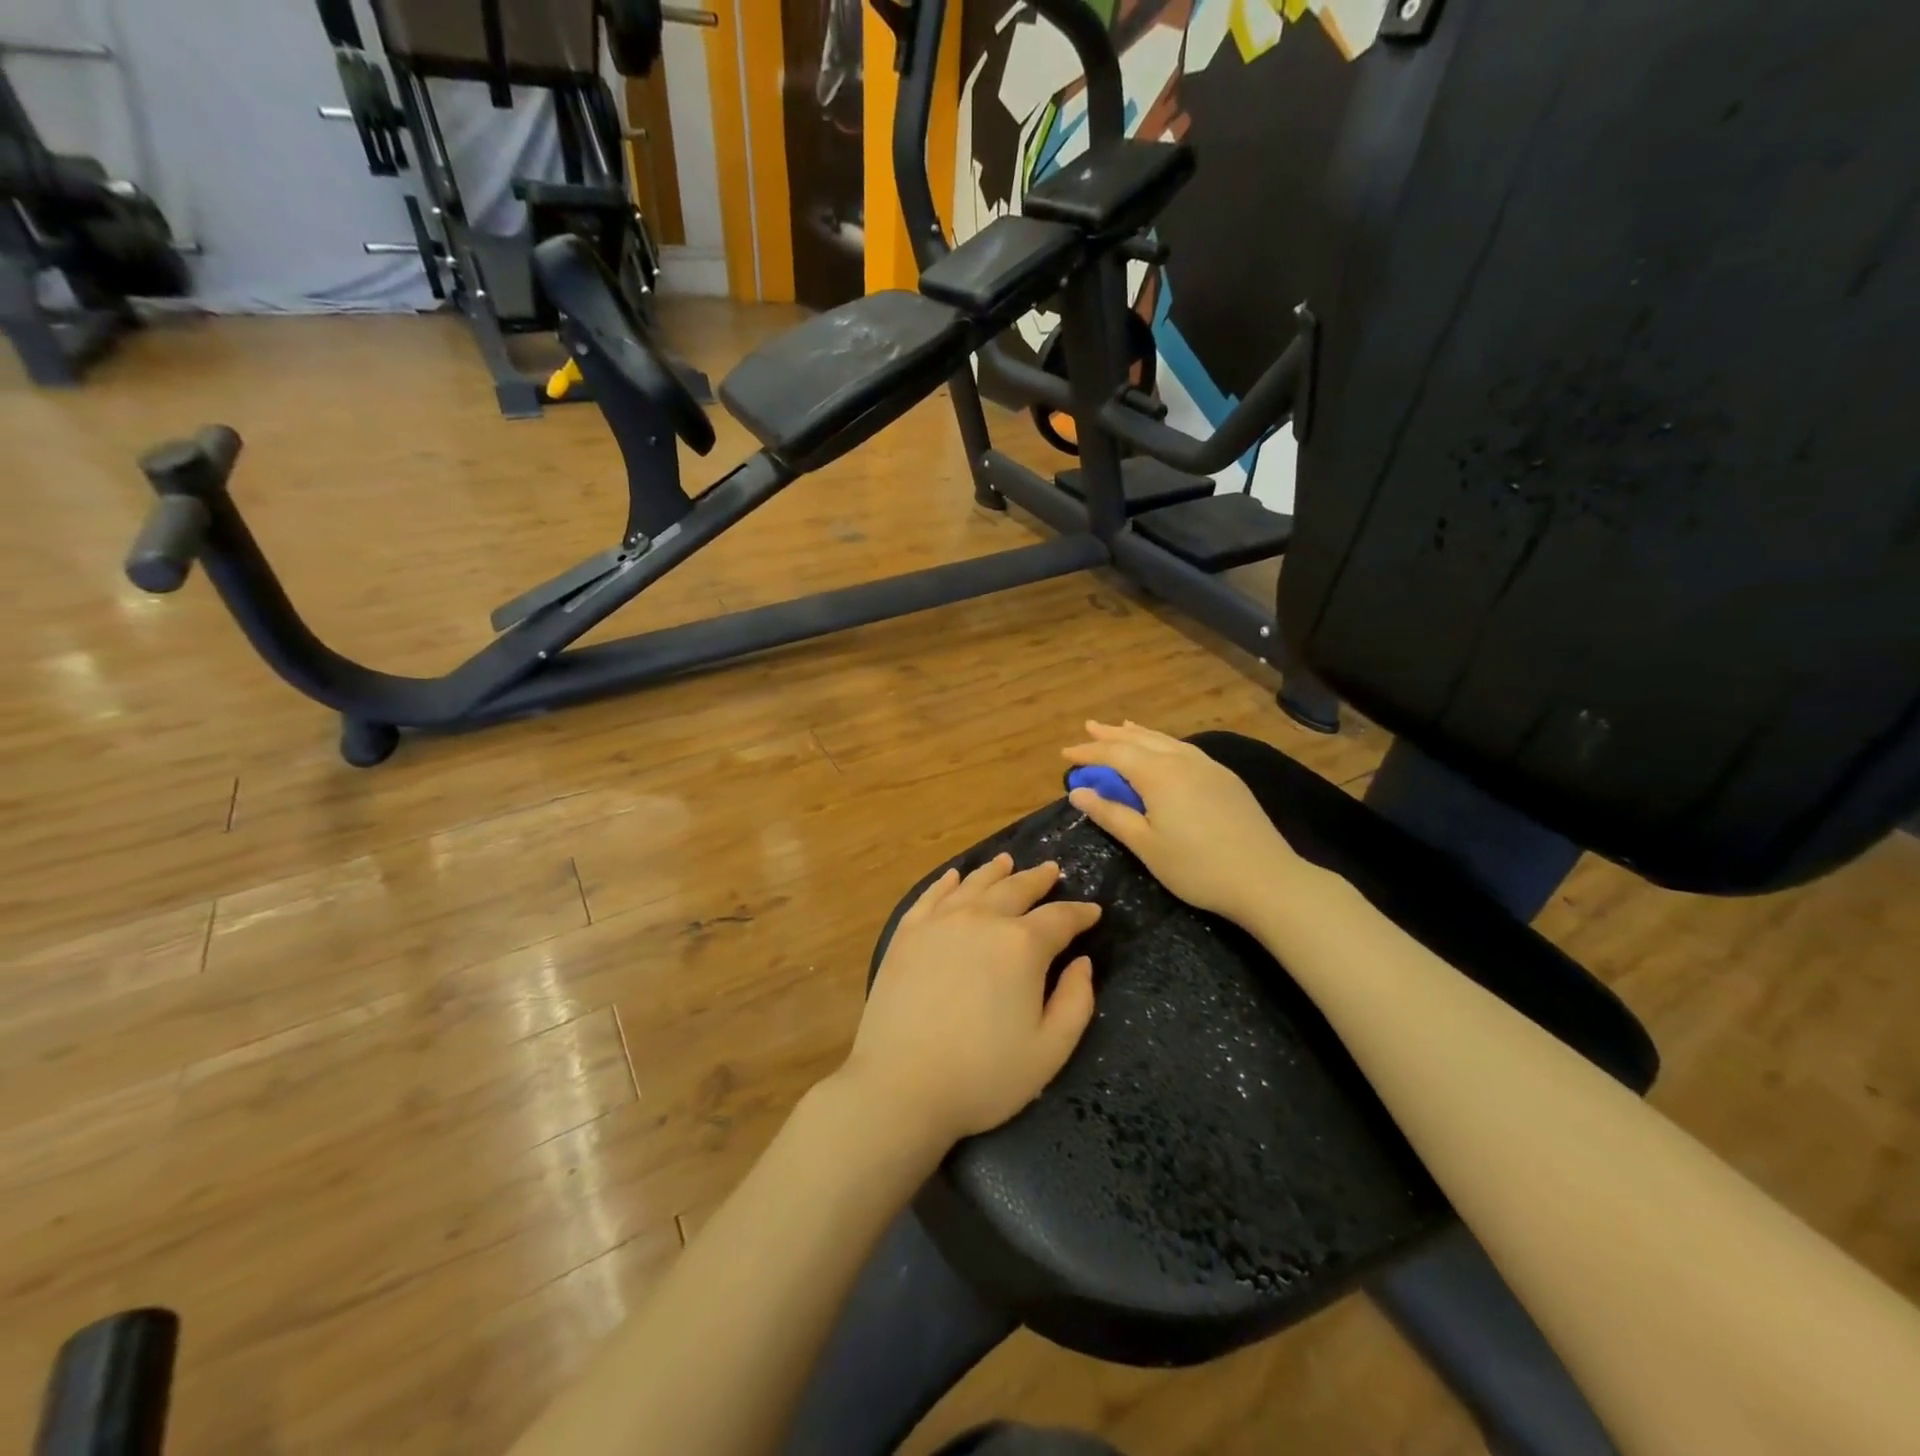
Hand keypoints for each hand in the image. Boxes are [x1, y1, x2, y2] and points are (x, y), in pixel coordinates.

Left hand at [840, 855, 1099, 1149]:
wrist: (900, 1085)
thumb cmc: (983, 1075)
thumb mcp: (1049, 1051)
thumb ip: (1076, 1002)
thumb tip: (1082, 963)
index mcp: (1022, 946)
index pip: (1060, 918)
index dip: (1081, 913)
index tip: (1093, 911)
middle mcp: (982, 920)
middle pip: (1016, 889)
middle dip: (1038, 879)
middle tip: (1051, 870)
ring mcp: (940, 922)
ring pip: (974, 884)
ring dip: (995, 872)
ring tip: (1007, 861)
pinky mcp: (907, 933)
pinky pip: (931, 895)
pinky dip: (946, 883)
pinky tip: (954, 877)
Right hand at [1062, 720, 1310, 925]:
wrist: (1265, 879)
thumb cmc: (1196, 867)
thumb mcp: (1145, 845)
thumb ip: (1111, 814)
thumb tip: (1077, 791)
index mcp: (1159, 775)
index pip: (1115, 754)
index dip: (1088, 753)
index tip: (1066, 755)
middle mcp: (1182, 760)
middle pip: (1140, 740)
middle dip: (1112, 735)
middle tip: (1089, 727)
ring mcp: (1209, 767)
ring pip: (1166, 741)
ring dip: (1139, 734)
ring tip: (1123, 727)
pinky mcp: (1226, 779)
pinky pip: (1185, 749)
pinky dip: (1164, 743)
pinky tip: (1164, 750)